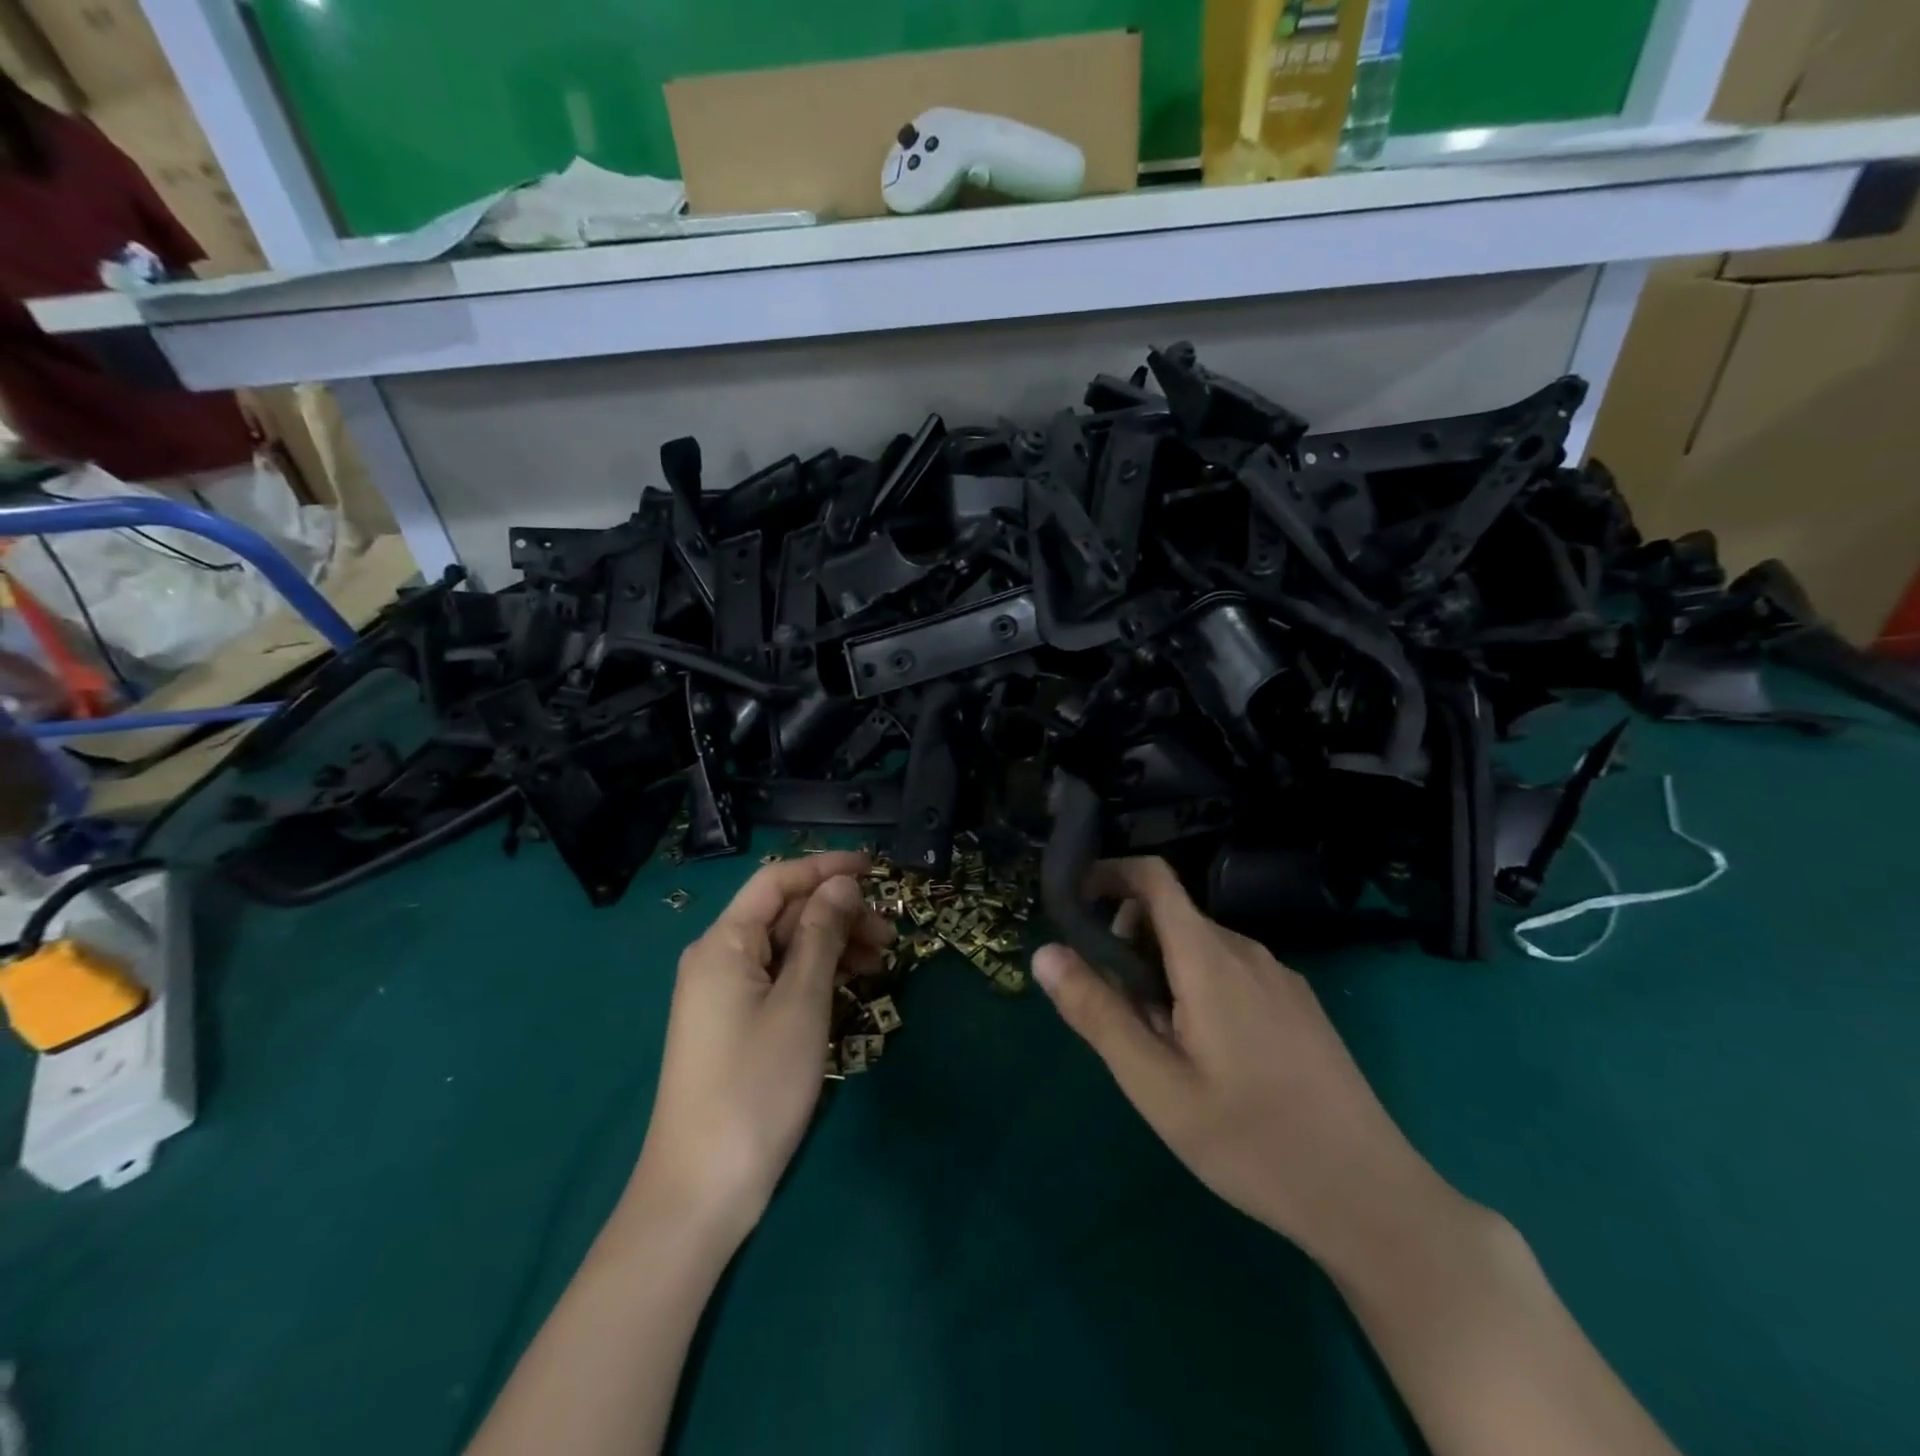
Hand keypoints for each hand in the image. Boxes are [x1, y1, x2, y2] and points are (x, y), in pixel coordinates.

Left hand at [630, 851, 893, 1244]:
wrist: (702, 1191)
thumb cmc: (756, 1086)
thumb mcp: (801, 1003)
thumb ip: (822, 934)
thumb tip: (842, 884)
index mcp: (723, 943)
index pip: (777, 880)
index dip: (826, 867)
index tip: (876, 869)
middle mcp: (718, 958)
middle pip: (783, 913)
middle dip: (838, 913)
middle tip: (890, 934)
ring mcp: (725, 994)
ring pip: (786, 947)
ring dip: (833, 945)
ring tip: (881, 962)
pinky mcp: (736, 1024)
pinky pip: (780, 980)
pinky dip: (816, 975)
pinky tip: (851, 987)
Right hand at [1031, 857, 1452, 1265]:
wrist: (1371, 1198)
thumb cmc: (1251, 1141)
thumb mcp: (1156, 1085)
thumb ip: (1097, 1013)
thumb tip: (1044, 952)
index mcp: (1209, 959)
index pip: (1153, 878)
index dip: (1107, 874)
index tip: (1072, 906)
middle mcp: (1247, 951)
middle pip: (1170, 915)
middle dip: (1128, 944)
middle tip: (1118, 1014)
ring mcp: (1280, 976)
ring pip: (1199, 947)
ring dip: (1162, 972)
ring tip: (1164, 1047)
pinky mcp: (1299, 1004)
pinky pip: (1231, 970)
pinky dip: (1197, 987)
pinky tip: (1210, 1057)